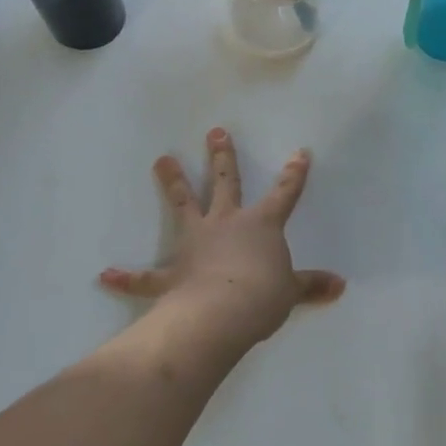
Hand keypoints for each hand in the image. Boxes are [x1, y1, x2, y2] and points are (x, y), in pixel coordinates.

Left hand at [99, 129, 345, 352]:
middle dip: (221, 157)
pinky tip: (106, 275)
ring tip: (161, 159)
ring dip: (173, 182)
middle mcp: (226, 224)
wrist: (222, 313)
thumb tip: (340, 286)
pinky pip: (146, 276)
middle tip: (215, 131)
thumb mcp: (291, 291)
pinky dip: (127, 276)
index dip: (293, 174)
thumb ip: (312, 285)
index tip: (299, 153)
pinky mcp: (172, 273)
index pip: (284, 194)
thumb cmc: (263, 296)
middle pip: (224, 182)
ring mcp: (195, 243)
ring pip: (183, 205)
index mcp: (261, 225)